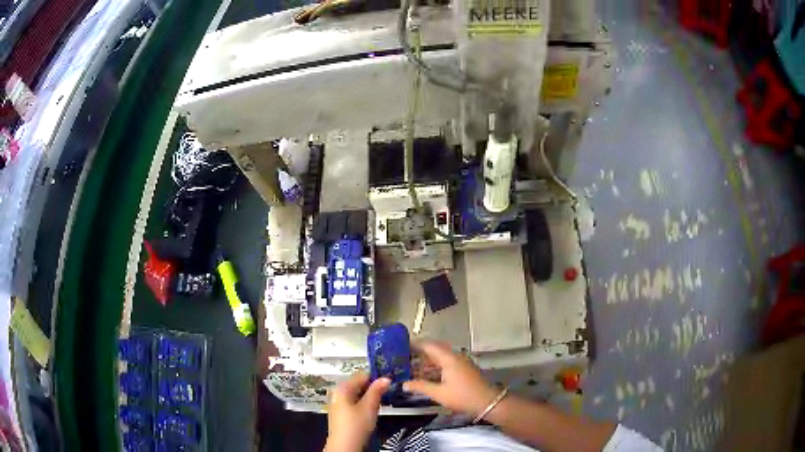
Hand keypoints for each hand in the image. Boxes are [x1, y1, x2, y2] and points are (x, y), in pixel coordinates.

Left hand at [324, 372, 389, 451]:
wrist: (345, 446)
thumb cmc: (355, 426)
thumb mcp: (369, 407)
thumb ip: (377, 391)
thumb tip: (385, 378)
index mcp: (342, 388)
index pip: (362, 375)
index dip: (377, 377)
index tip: (390, 381)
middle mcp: (337, 393)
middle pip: (359, 384)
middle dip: (373, 388)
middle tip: (387, 393)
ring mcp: (338, 403)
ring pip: (358, 394)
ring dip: (370, 397)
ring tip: (381, 403)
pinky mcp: (341, 413)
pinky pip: (354, 402)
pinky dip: (364, 404)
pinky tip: (371, 411)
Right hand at [403, 341, 498, 416]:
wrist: (487, 402)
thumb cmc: (462, 396)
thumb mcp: (439, 393)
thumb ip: (420, 387)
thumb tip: (404, 384)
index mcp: (448, 359)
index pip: (429, 346)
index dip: (414, 345)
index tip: (400, 346)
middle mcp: (454, 357)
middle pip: (434, 351)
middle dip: (419, 354)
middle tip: (403, 358)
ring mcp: (460, 363)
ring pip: (440, 358)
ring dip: (427, 362)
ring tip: (410, 367)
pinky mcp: (463, 370)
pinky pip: (445, 364)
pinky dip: (435, 367)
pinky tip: (426, 376)